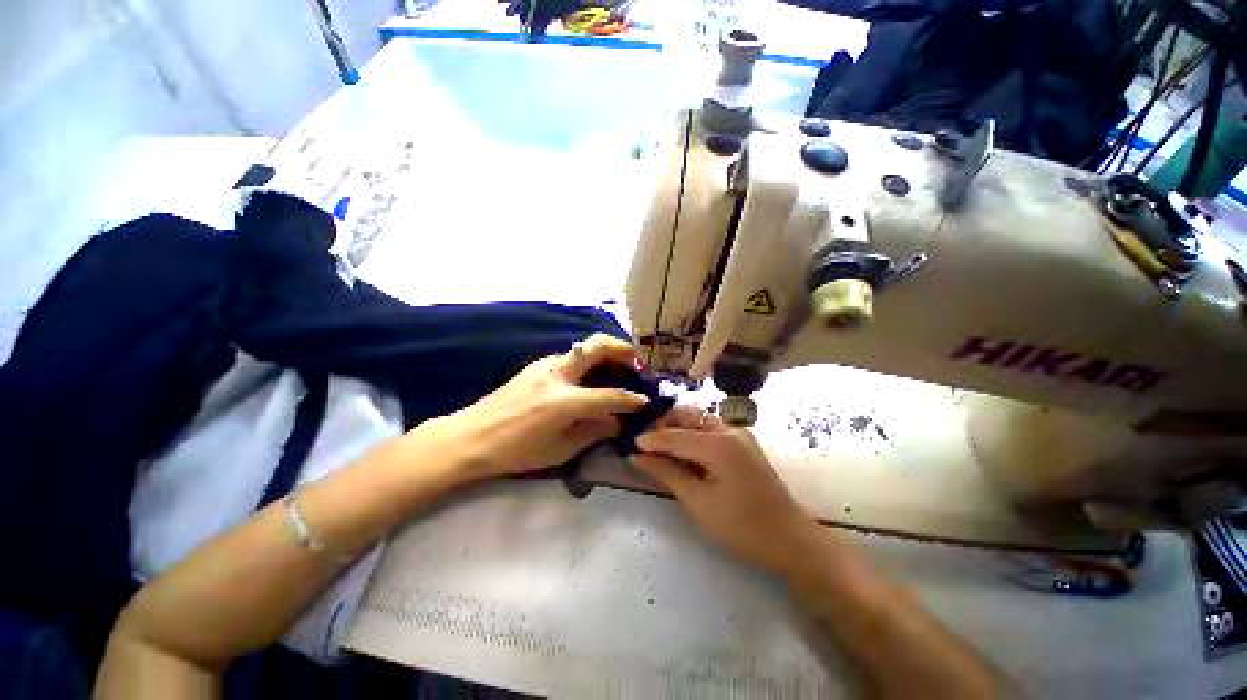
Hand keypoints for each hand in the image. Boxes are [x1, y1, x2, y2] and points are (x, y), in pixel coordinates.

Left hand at [430, 333, 647, 478]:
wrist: (471, 436)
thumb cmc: (516, 451)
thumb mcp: (559, 450)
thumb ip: (592, 432)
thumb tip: (616, 422)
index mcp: (565, 402)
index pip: (610, 396)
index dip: (632, 399)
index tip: (646, 401)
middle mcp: (558, 376)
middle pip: (597, 346)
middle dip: (622, 348)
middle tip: (636, 359)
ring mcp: (545, 366)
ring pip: (582, 348)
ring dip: (604, 352)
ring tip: (616, 367)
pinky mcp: (535, 365)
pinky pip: (568, 357)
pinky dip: (586, 362)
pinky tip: (587, 377)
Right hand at [630, 406, 819, 574]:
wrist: (791, 540)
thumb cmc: (743, 527)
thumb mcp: (699, 502)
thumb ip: (667, 473)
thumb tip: (637, 456)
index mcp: (719, 444)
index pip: (674, 435)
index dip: (650, 439)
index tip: (630, 445)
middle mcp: (729, 430)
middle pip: (688, 416)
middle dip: (664, 424)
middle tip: (644, 441)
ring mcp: (740, 434)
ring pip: (699, 420)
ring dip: (678, 428)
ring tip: (659, 446)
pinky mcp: (744, 442)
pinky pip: (711, 429)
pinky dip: (693, 436)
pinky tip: (683, 452)